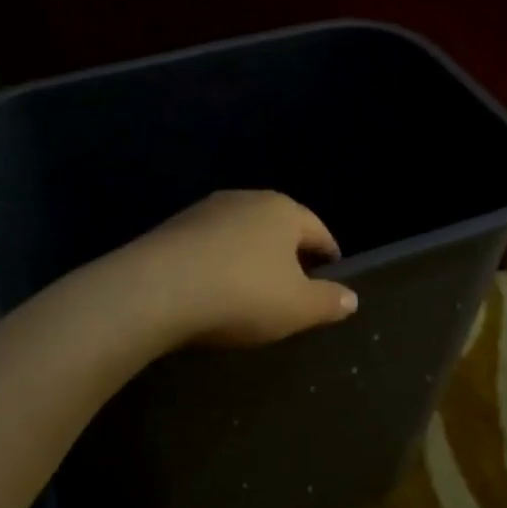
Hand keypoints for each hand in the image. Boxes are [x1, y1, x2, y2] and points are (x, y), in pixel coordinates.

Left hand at [117, 191, 358, 347]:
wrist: (155, 290)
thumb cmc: (242, 294)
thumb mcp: (297, 308)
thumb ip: (328, 302)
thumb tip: (351, 298)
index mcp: (283, 210)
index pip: (317, 230)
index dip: (329, 254)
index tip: (332, 273)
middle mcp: (245, 199)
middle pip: (278, 227)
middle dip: (289, 253)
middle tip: (295, 284)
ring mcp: (204, 211)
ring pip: (241, 234)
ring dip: (251, 257)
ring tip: (253, 289)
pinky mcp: (172, 229)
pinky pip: (210, 246)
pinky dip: (220, 264)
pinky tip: (215, 289)